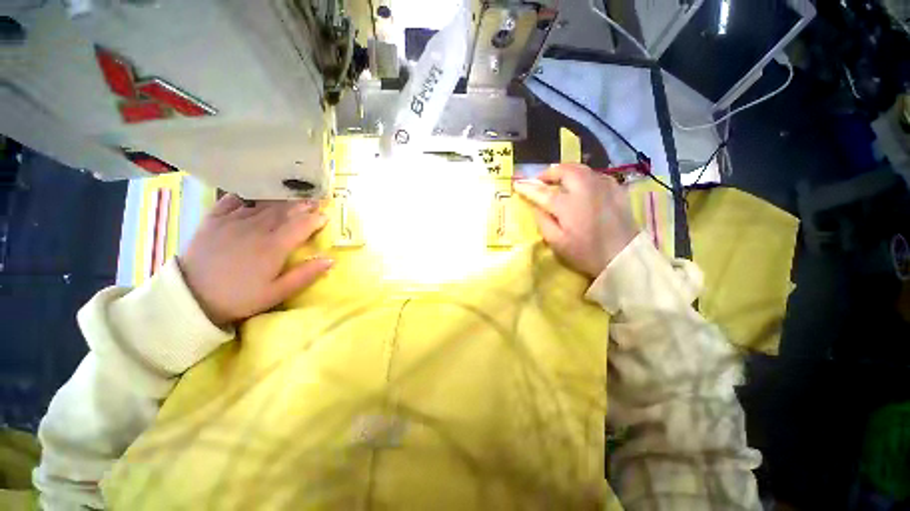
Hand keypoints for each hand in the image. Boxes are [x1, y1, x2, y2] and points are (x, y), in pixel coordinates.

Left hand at [179, 195, 331, 325]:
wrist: (191, 298)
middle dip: (303, 205)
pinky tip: (256, 195)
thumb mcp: (277, 293)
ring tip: (294, 196)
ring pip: (264, 204)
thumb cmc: (239, 297)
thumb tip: (330, 260)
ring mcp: (234, 221)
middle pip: (285, 211)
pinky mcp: (214, 219)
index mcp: (274, 246)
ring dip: (283, 200)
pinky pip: (233, 200)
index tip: (326, 217)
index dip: (316, 220)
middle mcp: (257, 228)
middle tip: (315, 201)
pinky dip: (247, 195)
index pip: (301, 226)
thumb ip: (305, 275)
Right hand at [514, 164, 638, 277]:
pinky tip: (582, 186)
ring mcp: (603, 187)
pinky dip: (584, 176)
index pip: (542, 191)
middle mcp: (585, 190)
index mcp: (568, 205)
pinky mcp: (616, 190)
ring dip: (566, 172)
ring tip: (558, 180)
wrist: (623, 257)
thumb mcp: (557, 243)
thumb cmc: (585, 253)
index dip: (528, 187)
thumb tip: (535, 206)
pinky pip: (596, 175)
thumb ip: (543, 222)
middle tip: (541, 180)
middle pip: (564, 170)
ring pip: (581, 169)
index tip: (517, 184)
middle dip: (549, 172)